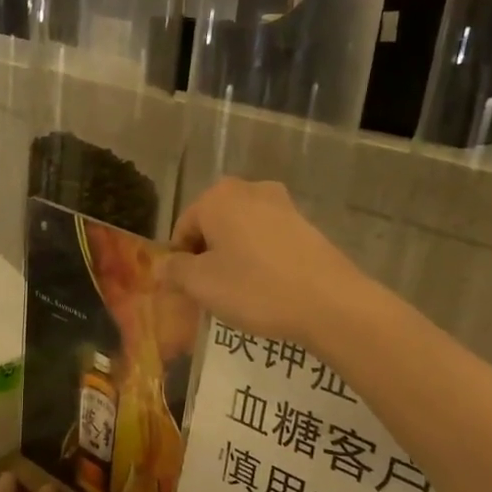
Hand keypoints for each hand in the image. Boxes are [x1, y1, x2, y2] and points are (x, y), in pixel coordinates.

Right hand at [161, 178, 367, 349]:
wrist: (329, 302)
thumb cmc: (254, 288)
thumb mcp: (201, 285)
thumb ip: (174, 271)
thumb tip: (161, 267)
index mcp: (217, 197)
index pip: (183, 228)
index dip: (179, 262)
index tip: (187, 291)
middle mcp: (249, 189)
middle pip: (213, 225)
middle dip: (207, 256)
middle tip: (211, 292)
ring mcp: (282, 204)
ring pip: (241, 232)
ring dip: (234, 257)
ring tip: (239, 293)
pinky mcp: (306, 224)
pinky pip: (268, 240)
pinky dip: (260, 259)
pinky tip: (267, 287)